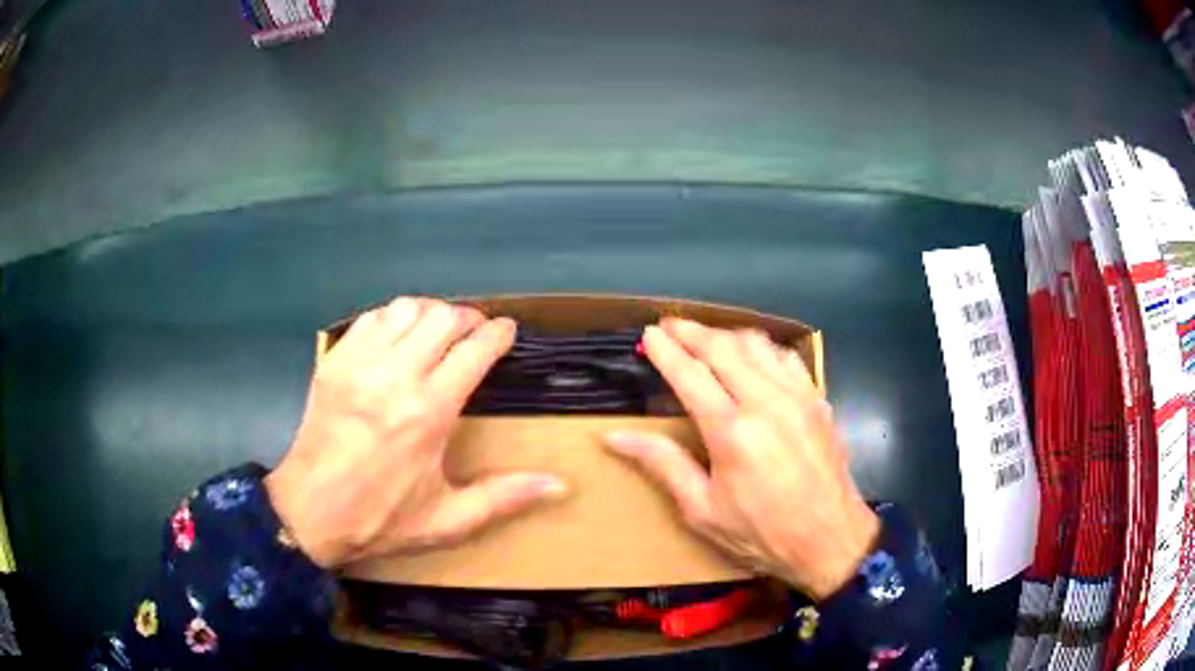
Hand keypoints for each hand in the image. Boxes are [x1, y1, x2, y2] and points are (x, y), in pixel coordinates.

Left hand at [266, 297, 567, 568]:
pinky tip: (396, 337)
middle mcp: (396, 376)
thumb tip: (560, 486)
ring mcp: (360, 363)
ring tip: (438, 331)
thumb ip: (504, 497)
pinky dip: (392, 317)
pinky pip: (370, 318)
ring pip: (405, 308)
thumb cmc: (381, 518)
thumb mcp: (448, 519)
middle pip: (442, 317)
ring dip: (430, 312)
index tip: (507, 332)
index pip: (474, 349)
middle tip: (476, 333)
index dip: (497, 334)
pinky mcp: (334, 361)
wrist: (309, 512)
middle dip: (468, 317)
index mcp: (429, 412)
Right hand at [605, 319, 877, 599]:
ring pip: (757, 344)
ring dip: (726, 334)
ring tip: (706, 337)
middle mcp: (766, 403)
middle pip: (723, 348)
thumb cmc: (761, 534)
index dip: (666, 350)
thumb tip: (615, 437)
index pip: (690, 375)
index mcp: (732, 432)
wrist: (830, 540)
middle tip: (670, 324)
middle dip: (692, 331)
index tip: (648, 333)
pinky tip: (753, 356)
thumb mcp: (703, 510)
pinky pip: (787, 358)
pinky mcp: (818, 401)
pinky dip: (763, 348)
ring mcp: (798, 397)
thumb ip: (663, 464)